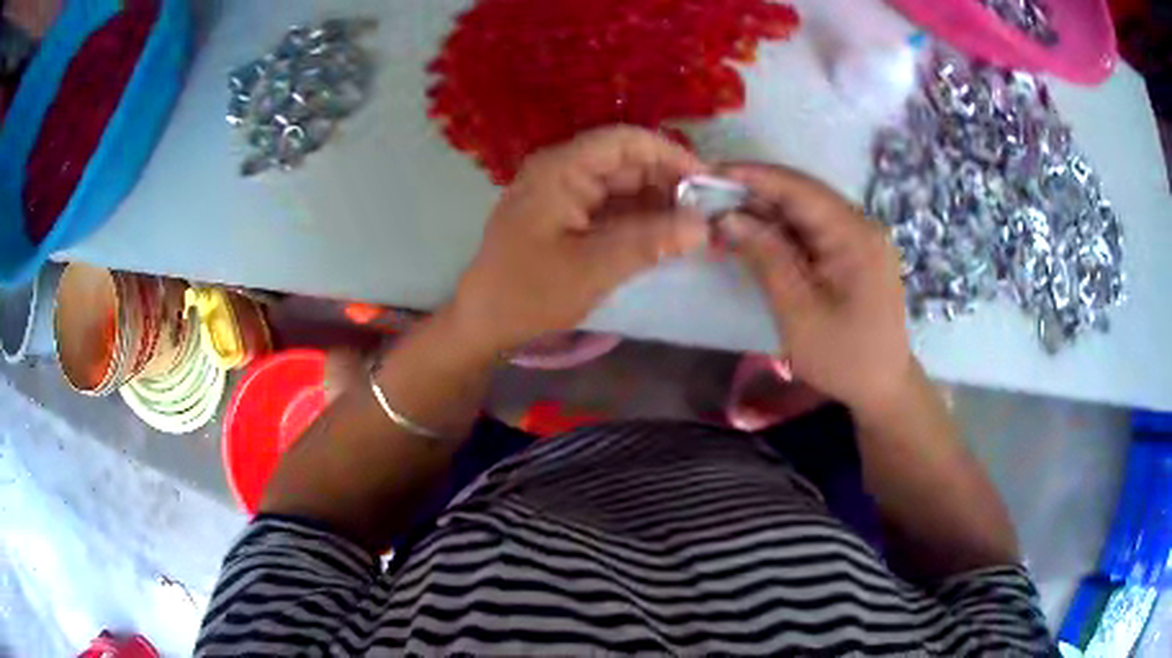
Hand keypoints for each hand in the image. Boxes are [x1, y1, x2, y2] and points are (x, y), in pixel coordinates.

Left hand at [450, 126, 709, 355]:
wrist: (484, 321)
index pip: (624, 141)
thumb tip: (703, 227)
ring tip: (692, 225)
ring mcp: (561, 191)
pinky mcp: (564, 213)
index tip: (706, 181)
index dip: (669, 154)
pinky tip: (663, 235)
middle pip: (624, 160)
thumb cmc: (530, 293)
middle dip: (667, 181)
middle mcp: (561, 170)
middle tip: (706, 211)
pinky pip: (609, 204)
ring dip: (655, 201)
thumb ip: (650, 242)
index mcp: (560, 169)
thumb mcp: (594, 268)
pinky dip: (637, 217)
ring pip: (620, 183)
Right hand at [716, 163, 913, 418]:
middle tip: (708, 197)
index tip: (709, 172)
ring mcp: (860, 237)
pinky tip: (754, 234)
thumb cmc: (842, 358)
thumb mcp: (798, 312)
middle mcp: (861, 225)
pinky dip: (782, 229)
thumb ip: (766, 257)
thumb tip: (729, 217)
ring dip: (765, 211)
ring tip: (723, 214)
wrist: (883, 386)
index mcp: (855, 236)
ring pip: (806, 210)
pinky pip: (814, 229)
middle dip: (755, 192)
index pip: (800, 189)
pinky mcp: (854, 251)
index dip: (754, 176)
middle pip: (803, 194)